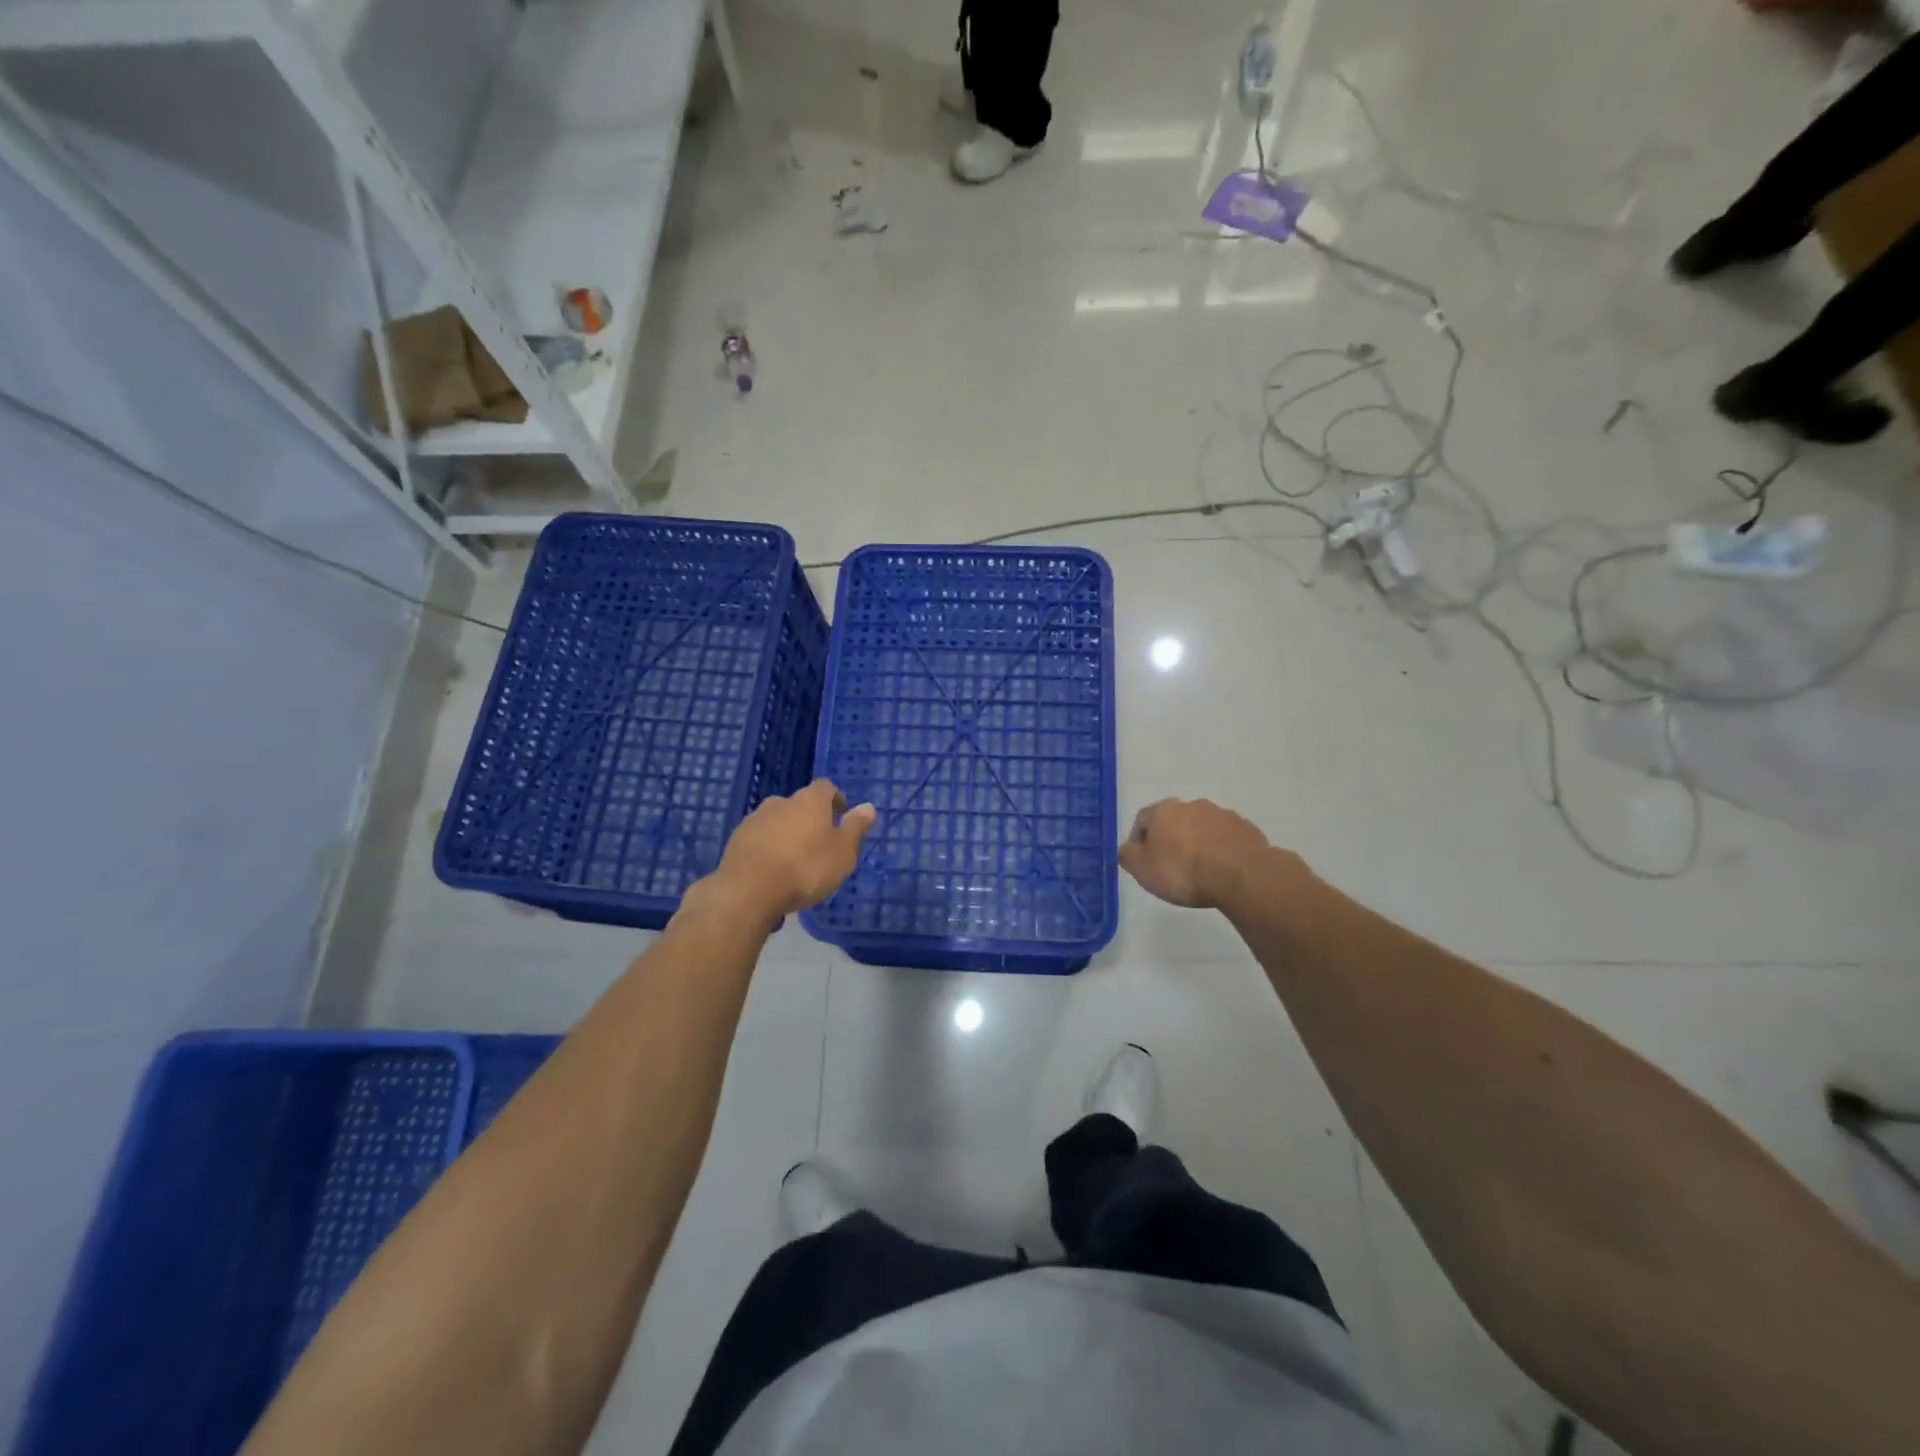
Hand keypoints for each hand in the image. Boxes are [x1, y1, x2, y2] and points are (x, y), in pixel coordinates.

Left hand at [705, 779, 876, 922]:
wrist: (749, 890)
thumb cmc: (805, 868)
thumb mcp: (842, 853)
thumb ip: (855, 828)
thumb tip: (868, 807)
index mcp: (809, 801)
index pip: (826, 787)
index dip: (836, 799)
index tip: (842, 815)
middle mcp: (781, 802)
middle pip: (799, 804)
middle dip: (809, 819)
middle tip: (819, 843)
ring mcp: (755, 820)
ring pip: (777, 821)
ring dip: (787, 834)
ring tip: (794, 861)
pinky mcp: (736, 840)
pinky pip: (759, 839)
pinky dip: (768, 849)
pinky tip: (772, 872)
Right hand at [1118, 798, 1271, 908]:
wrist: (1240, 875)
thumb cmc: (1182, 871)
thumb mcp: (1142, 869)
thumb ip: (1128, 856)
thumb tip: (1127, 849)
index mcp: (1164, 810)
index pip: (1143, 819)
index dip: (1138, 840)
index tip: (1142, 861)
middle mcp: (1193, 805)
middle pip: (1174, 820)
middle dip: (1171, 839)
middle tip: (1171, 866)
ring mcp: (1223, 815)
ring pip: (1202, 827)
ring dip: (1198, 843)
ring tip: (1199, 870)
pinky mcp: (1247, 829)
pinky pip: (1227, 838)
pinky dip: (1221, 850)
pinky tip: (1222, 870)